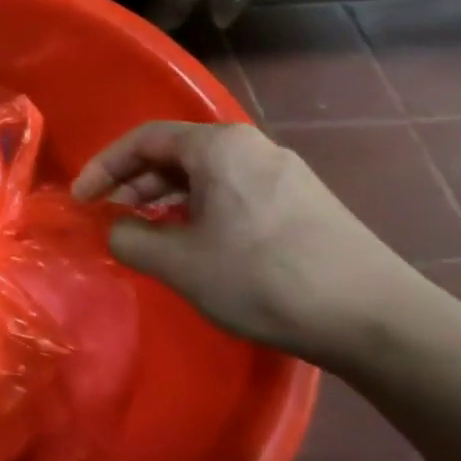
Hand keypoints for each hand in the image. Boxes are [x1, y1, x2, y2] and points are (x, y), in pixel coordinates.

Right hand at [73, 121, 421, 365]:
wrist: (378, 320)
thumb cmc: (264, 278)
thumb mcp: (179, 263)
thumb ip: (129, 239)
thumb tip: (116, 230)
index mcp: (218, 147)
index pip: (143, 140)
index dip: (103, 167)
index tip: (82, 200)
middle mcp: (251, 147)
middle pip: (175, 153)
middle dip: (134, 183)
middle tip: (111, 217)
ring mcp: (283, 173)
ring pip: (205, 174)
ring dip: (166, 198)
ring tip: (148, 233)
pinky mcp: (303, 202)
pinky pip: (233, 191)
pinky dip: (199, 208)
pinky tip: (197, 243)